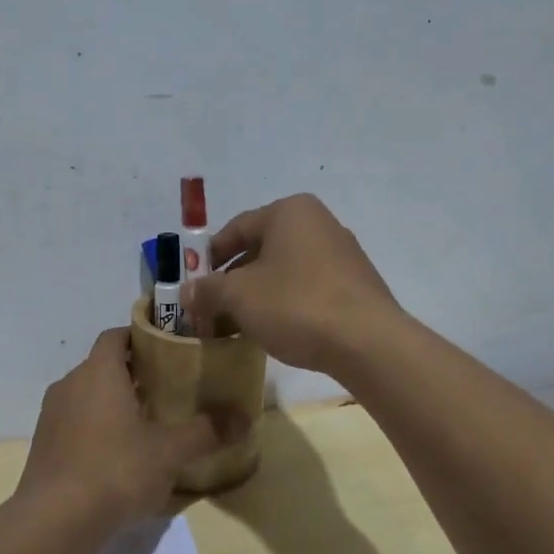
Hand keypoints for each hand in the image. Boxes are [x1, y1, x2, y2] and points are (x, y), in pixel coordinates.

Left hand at [16, 328, 236, 527]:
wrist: (55, 521)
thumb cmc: (116, 470)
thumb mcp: (170, 451)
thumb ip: (207, 431)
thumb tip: (245, 419)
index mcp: (98, 372)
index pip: (116, 336)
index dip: (141, 337)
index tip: (168, 351)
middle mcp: (70, 384)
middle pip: (103, 366)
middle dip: (133, 374)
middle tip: (168, 390)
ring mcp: (51, 416)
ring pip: (87, 396)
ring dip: (113, 403)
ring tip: (146, 424)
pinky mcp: (43, 446)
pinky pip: (74, 423)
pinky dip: (95, 429)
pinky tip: (118, 456)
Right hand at [182, 194, 400, 374]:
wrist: (367, 342)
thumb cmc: (295, 304)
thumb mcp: (239, 296)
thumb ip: (208, 290)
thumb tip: (187, 292)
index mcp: (290, 212)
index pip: (236, 228)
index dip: (209, 256)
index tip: (193, 283)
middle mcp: (319, 223)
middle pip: (261, 248)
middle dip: (233, 279)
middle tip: (212, 307)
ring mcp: (342, 254)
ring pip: (285, 270)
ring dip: (258, 294)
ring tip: (239, 323)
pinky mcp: (355, 284)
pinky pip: (308, 287)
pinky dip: (286, 303)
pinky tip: (275, 330)